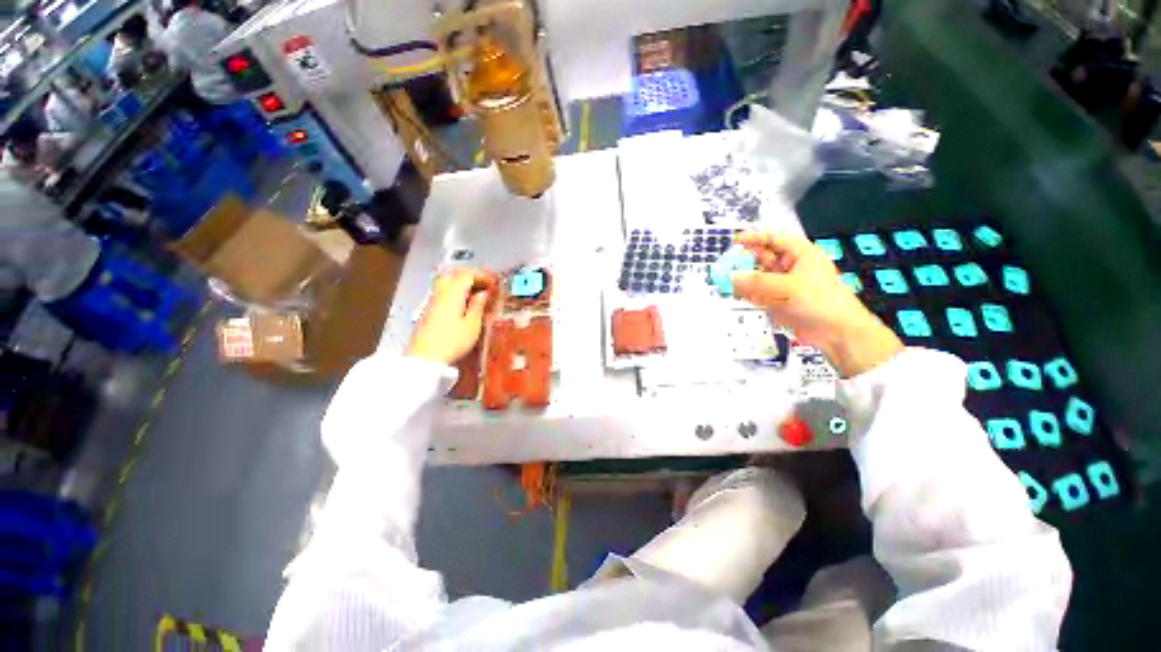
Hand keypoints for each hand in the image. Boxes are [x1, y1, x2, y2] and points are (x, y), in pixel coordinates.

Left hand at [407, 268, 496, 364]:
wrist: (424, 358)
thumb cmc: (453, 342)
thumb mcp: (472, 325)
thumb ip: (478, 306)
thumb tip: (483, 293)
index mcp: (453, 293)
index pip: (467, 274)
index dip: (482, 276)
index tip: (494, 283)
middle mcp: (441, 292)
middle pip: (454, 274)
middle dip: (471, 275)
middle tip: (484, 283)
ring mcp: (432, 301)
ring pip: (447, 282)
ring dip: (462, 283)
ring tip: (476, 293)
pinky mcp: (428, 310)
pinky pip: (443, 292)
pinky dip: (456, 291)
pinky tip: (463, 303)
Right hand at [732, 232, 902, 377]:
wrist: (836, 332)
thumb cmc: (821, 301)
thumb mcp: (787, 287)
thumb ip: (756, 282)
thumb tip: (731, 276)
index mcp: (801, 254)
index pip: (774, 240)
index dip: (754, 239)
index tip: (735, 241)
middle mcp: (791, 267)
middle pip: (763, 259)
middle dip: (744, 261)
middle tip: (726, 265)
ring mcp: (784, 285)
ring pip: (758, 277)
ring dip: (743, 279)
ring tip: (725, 281)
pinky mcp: (779, 301)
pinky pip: (758, 293)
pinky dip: (746, 293)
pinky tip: (735, 294)